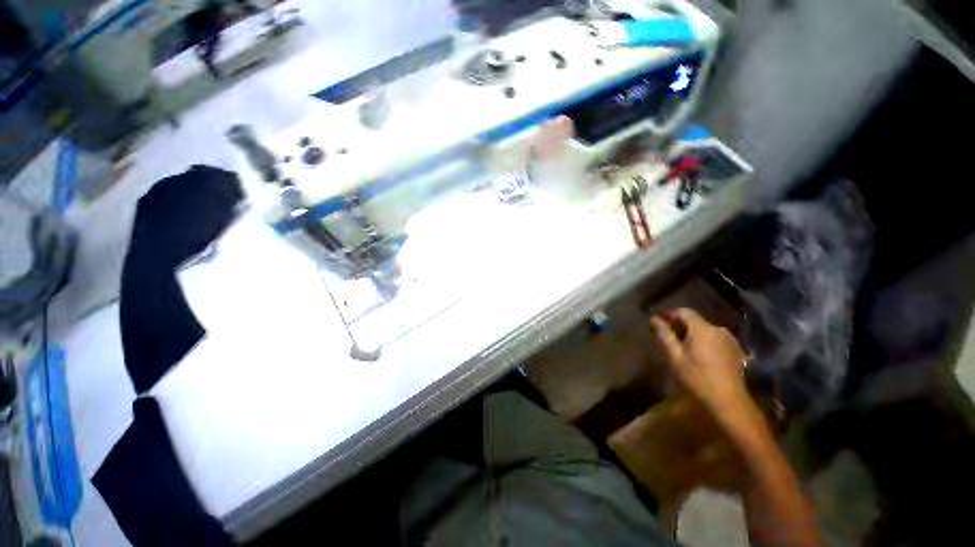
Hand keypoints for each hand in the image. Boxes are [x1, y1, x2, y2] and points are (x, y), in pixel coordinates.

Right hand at [650, 308, 748, 412]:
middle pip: (695, 320)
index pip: (684, 312)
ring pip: (704, 329)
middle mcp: (718, 329)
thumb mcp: (675, 357)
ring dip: (691, 332)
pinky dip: (703, 340)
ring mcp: (729, 339)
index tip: (656, 317)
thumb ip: (664, 335)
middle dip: (679, 323)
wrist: (729, 401)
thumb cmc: (698, 378)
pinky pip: (714, 338)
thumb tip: (654, 319)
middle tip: (665, 332)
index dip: (669, 312)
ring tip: (680, 343)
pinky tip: (697, 352)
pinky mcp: (735, 349)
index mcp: (702, 330)